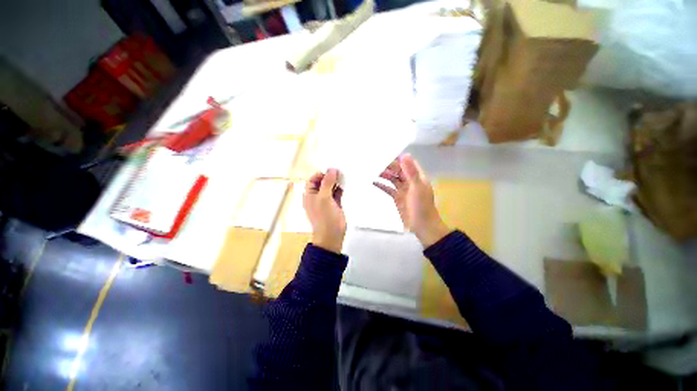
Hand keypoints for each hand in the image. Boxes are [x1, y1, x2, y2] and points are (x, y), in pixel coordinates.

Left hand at [304, 169, 346, 253]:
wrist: (331, 235)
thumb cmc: (325, 217)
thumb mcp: (324, 198)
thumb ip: (327, 183)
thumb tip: (332, 169)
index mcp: (310, 195)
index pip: (313, 180)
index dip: (321, 174)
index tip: (331, 171)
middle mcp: (317, 196)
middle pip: (322, 182)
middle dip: (330, 177)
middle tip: (340, 172)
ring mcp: (326, 200)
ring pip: (331, 187)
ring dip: (336, 182)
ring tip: (344, 176)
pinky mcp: (335, 204)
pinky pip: (337, 193)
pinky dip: (340, 188)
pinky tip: (346, 184)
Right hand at [373, 154, 449, 246]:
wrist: (422, 226)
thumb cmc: (421, 206)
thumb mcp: (417, 187)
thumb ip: (411, 172)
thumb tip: (405, 154)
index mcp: (417, 177)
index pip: (408, 163)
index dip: (399, 158)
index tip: (386, 153)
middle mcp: (410, 181)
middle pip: (398, 170)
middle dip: (389, 166)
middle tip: (375, 162)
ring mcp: (403, 190)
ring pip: (392, 179)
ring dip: (384, 174)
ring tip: (372, 170)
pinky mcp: (397, 198)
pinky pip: (388, 189)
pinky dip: (382, 185)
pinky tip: (373, 182)